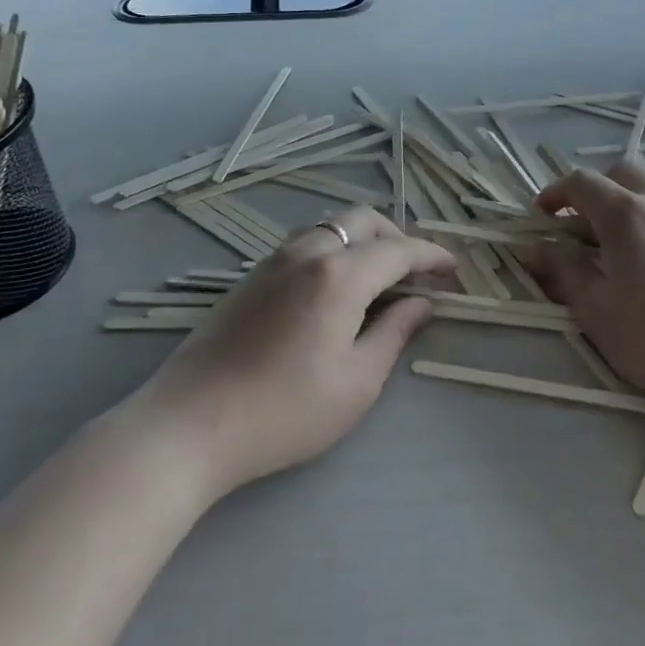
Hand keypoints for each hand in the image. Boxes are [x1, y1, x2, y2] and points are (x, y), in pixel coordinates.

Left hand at [137, 207, 457, 498]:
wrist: (190, 425)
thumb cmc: (285, 411)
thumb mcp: (357, 381)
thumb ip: (395, 332)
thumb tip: (422, 303)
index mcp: (340, 274)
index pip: (399, 250)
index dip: (432, 257)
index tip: (455, 271)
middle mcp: (308, 252)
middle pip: (363, 221)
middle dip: (398, 238)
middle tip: (416, 275)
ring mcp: (275, 259)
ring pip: (332, 226)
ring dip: (364, 240)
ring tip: (380, 279)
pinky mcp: (252, 275)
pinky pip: (307, 242)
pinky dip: (336, 249)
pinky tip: (338, 287)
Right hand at [526, 162, 644, 439]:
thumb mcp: (597, 313)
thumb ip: (562, 272)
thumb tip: (531, 248)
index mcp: (626, 215)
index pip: (581, 183)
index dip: (556, 193)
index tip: (544, 214)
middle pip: (623, 173)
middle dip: (598, 191)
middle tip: (587, 225)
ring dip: (640, 198)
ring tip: (636, 234)